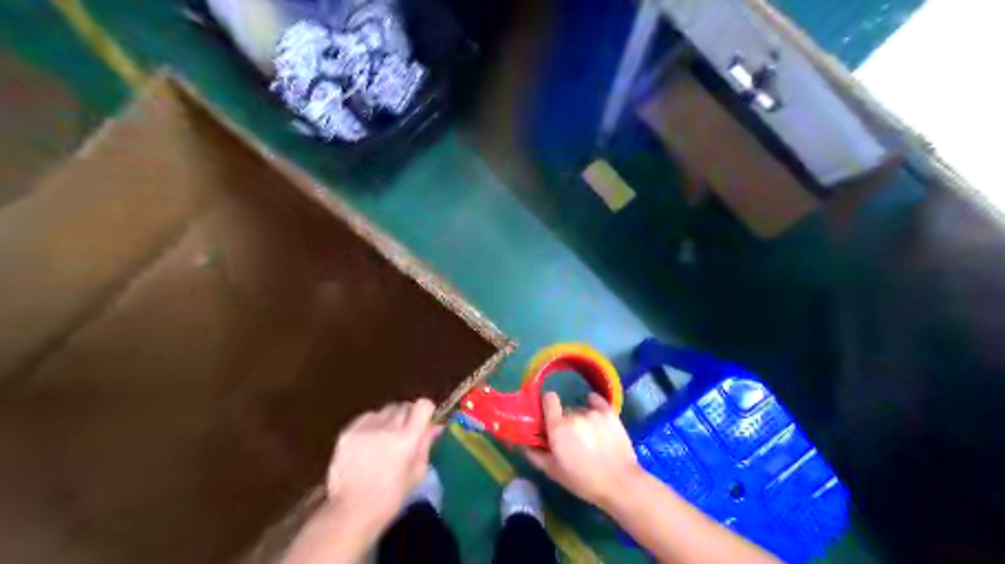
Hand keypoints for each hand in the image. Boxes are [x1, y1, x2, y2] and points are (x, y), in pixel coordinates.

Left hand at [328, 398, 439, 529]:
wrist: (350, 513)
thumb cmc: (390, 499)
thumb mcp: (417, 473)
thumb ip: (426, 445)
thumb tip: (436, 426)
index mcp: (407, 438)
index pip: (423, 405)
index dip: (425, 412)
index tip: (424, 423)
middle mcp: (387, 427)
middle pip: (403, 406)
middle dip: (407, 417)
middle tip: (405, 434)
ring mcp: (365, 428)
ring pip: (384, 410)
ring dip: (389, 420)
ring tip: (384, 438)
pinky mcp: (347, 432)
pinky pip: (366, 417)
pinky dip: (371, 424)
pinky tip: (369, 441)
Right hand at [522, 392, 638, 507]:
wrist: (620, 483)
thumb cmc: (583, 481)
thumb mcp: (553, 472)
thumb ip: (534, 454)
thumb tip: (522, 443)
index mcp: (558, 427)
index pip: (548, 398)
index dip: (547, 406)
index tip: (548, 418)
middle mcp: (574, 414)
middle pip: (565, 410)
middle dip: (564, 421)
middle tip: (570, 438)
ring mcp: (593, 412)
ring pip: (581, 409)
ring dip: (581, 419)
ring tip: (589, 437)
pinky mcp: (610, 413)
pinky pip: (596, 401)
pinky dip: (594, 405)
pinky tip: (596, 417)